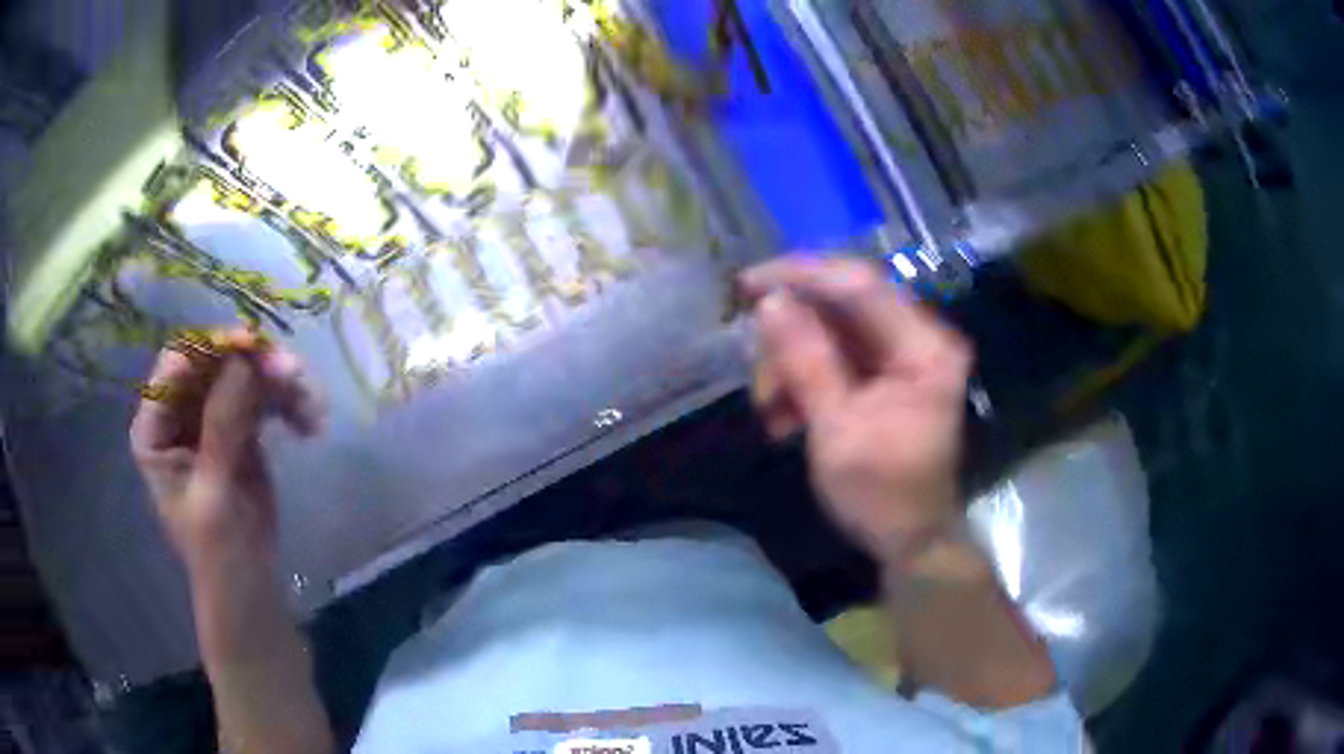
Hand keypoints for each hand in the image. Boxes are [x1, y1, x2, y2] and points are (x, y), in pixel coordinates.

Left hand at [130, 330, 324, 573]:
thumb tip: (245, 361)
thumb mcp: (214, 494)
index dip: (212, 348)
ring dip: (281, 383)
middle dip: (255, 364)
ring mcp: (210, 416)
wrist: (249, 587)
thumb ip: (222, 428)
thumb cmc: (218, 554)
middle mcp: (179, 411)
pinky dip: (290, 402)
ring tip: (314, 408)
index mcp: (156, 426)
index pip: (177, 365)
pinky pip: (264, 396)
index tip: (254, 346)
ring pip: (245, 373)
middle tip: (295, 374)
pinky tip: (311, 424)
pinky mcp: (240, 426)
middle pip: (215, 362)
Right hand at [740, 257, 972, 559]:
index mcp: (925, 346)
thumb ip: (806, 360)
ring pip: (830, 332)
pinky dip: (803, 380)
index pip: (860, 284)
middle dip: (790, 335)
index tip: (747, 284)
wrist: (910, 539)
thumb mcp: (837, 430)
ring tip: (770, 410)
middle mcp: (918, 338)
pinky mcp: (884, 374)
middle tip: (758, 373)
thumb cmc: (881, 494)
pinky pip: (833, 357)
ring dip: (791, 364)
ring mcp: (901, 356)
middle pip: (842, 306)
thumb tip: (769, 301)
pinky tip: (784, 416)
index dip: (801, 276)